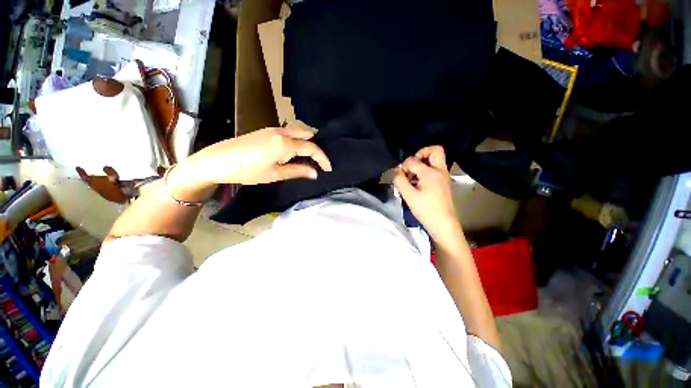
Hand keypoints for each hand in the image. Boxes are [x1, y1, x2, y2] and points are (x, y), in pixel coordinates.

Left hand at [167, 127, 331, 201]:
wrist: (217, 160)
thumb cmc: (247, 171)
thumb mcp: (275, 174)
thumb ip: (298, 171)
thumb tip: (315, 173)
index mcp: (285, 144)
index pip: (312, 148)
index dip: (323, 158)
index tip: (328, 168)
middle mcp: (282, 132)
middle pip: (307, 134)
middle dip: (316, 146)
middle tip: (319, 161)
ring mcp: (273, 129)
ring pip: (298, 131)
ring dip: (307, 141)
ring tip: (309, 157)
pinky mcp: (267, 130)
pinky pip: (289, 131)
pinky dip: (297, 139)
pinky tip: (294, 150)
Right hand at [393, 146, 460, 241]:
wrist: (444, 224)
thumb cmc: (426, 210)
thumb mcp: (409, 196)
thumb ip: (400, 180)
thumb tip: (397, 170)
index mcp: (431, 173)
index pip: (413, 160)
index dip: (404, 165)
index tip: (399, 175)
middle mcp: (440, 170)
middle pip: (435, 150)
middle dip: (421, 153)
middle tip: (411, 165)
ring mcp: (444, 176)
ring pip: (436, 159)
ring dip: (423, 162)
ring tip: (413, 175)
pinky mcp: (444, 182)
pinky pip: (436, 168)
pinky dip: (426, 170)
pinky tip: (418, 182)